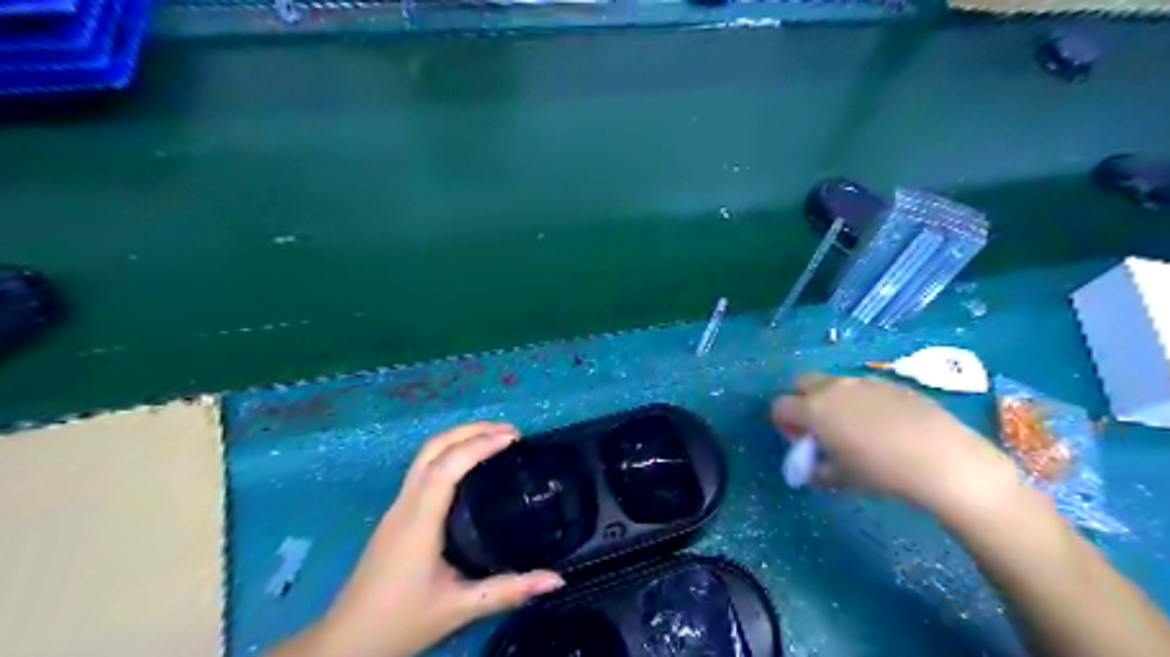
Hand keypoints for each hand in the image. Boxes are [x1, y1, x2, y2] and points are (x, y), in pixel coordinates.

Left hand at [276, 420, 564, 656]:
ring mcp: (397, 507)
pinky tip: (470, 466)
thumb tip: (557, 579)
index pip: (448, 466)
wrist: (345, 643)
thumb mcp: (459, 608)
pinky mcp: (396, 515)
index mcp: (419, 520)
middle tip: (510, 431)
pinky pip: (423, 469)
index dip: (481, 444)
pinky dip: (450, 454)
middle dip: (471, 430)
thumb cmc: (400, 622)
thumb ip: (508, 591)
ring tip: (495, 439)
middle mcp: (405, 504)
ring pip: (425, 455)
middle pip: (433, 448)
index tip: (514, 438)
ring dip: (459, 438)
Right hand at [774, 376, 1020, 511]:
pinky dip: (862, 401)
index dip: (783, 422)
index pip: (780, 406)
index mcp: (813, 409)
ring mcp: (863, 382)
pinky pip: (864, 387)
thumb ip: (817, 470)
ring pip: (835, 383)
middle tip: (818, 427)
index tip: (798, 440)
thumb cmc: (881, 472)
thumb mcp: (841, 478)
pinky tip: (885, 425)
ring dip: (833, 399)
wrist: (942, 459)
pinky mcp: (891, 384)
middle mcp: (833, 388)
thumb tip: (811, 468)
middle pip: (802, 382)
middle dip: (802, 400)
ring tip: (855, 427)